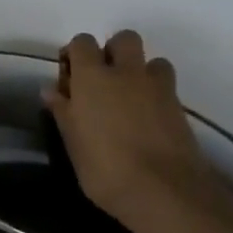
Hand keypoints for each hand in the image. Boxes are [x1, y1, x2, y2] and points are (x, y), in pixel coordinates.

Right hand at [43, 30, 228, 231]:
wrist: (166, 193)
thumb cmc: (105, 168)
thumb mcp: (73, 142)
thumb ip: (63, 111)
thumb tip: (51, 91)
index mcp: (93, 76)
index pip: (82, 42)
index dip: (75, 54)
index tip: (70, 78)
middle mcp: (127, 73)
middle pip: (124, 39)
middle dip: (114, 51)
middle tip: (103, 80)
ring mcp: (159, 89)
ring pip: (153, 61)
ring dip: (141, 72)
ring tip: (131, 99)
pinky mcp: (181, 109)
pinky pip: (167, 88)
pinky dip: (157, 95)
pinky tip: (148, 120)